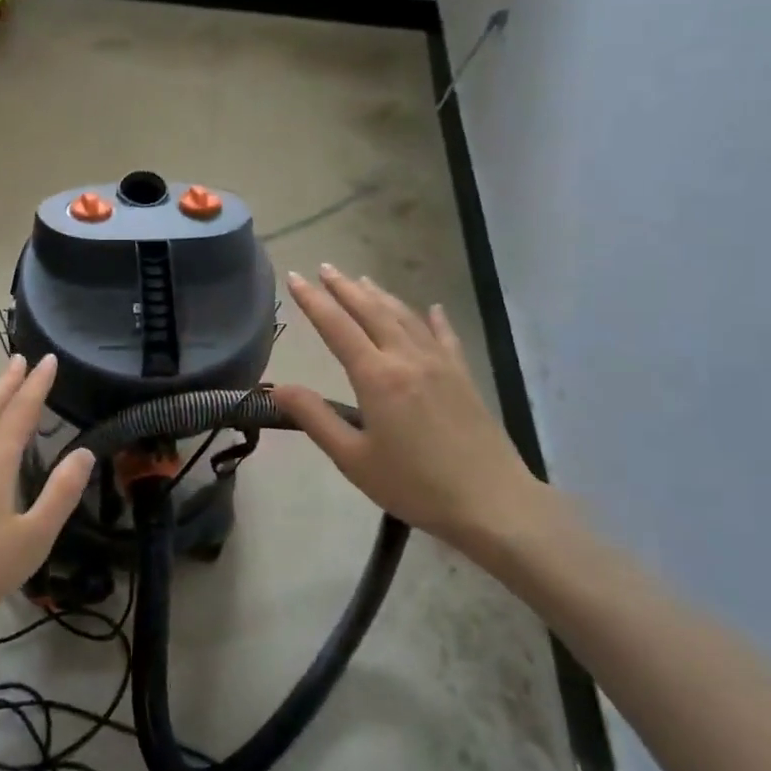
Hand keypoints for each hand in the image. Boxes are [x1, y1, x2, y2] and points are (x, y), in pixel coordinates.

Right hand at [272, 265, 545, 557]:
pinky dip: (434, 318)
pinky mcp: (463, 376)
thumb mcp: (353, 459)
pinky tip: (432, 307)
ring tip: (361, 279)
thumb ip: (315, 418)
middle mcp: (407, 358)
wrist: (492, 502)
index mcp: (377, 376)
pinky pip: (445, 336)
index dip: (313, 300)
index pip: (337, 327)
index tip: (294, 277)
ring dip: (380, 295)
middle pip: (371, 311)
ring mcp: (440, 363)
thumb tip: (278, 387)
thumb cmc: (415, 485)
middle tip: (324, 267)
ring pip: (404, 317)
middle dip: (344, 287)